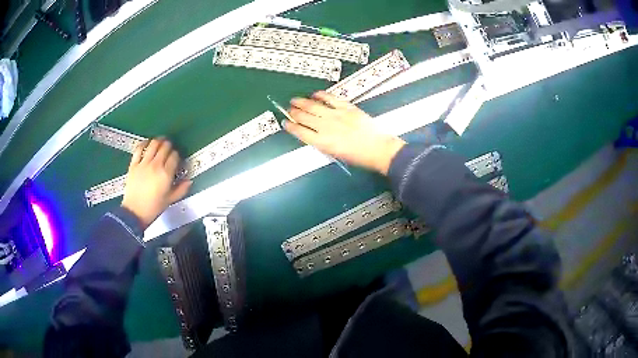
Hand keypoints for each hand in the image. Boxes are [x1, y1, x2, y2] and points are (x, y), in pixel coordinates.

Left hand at [121, 138, 191, 228]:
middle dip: (169, 145)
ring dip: (158, 141)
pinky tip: (147, 142)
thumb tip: (189, 181)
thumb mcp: (170, 200)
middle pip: (165, 147)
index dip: (177, 155)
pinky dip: (144, 143)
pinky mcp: (134, 164)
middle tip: (170, 147)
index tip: (177, 158)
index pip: (174, 157)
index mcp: (166, 174)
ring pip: (153, 145)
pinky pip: (139, 149)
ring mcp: (143, 163)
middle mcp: (155, 165)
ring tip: (160, 141)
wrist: (134, 212)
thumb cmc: (153, 208)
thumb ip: (181, 189)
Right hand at [285, 91, 405, 174]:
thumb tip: (313, 134)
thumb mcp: (336, 155)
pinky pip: (330, 98)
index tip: (285, 123)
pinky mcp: (346, 107)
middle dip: (293, 113)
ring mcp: (336, 115)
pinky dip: (320, 95)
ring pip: (313, 106)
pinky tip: (314, 94)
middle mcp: (325, 127)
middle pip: (303, 117)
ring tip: (294, 100)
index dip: (290, 127)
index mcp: (322, 142)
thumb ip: (322, 143)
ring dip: (301, 102)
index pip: (300, 132)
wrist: (378, 149)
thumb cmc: (358, 157)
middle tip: (288, 109)